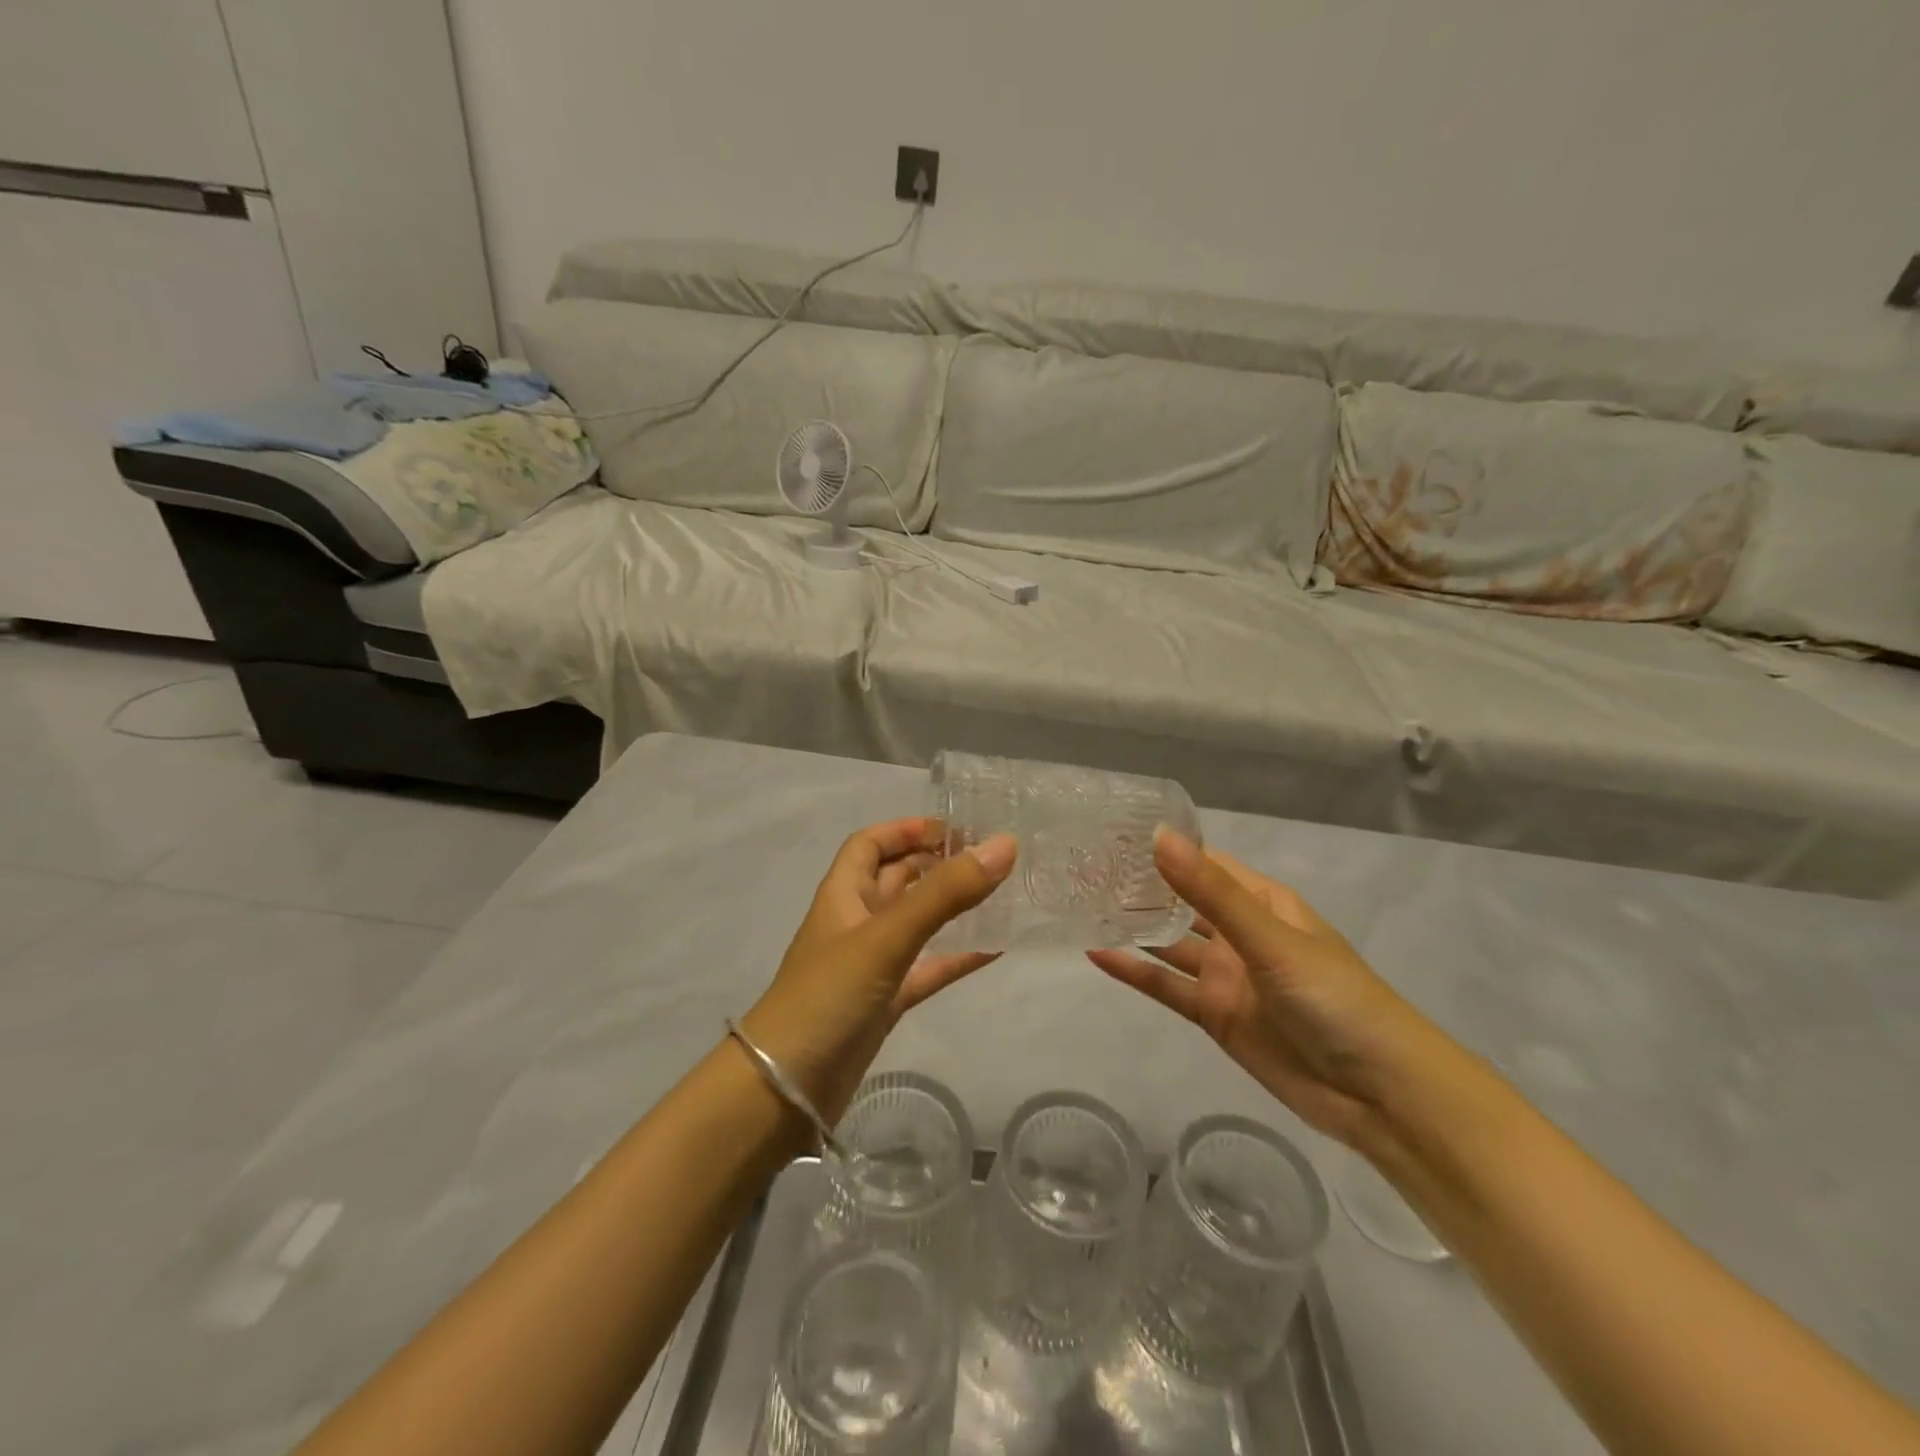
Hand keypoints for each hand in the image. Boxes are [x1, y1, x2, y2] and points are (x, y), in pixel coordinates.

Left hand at [741, 817, 1016, 1124]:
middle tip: (988, 859)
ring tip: (997, 894)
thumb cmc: (827, 997)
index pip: (870, 844)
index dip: (906, 830)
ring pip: (914, 923)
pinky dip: (954, 957)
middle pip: (896, 879)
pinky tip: (992, 952)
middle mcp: (855, 922)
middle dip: (935, 864)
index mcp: (843, 895)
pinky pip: (925, 969)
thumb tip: (1003, 845)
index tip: (955, 829)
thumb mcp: (886, 938)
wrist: (783, 1090)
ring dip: (948, 908)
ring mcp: (869, 965)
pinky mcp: (884, 1003)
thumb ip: (945, 893)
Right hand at [1088, 829, 1438, 1146]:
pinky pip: (1167, 987)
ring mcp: (1227, 976)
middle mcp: (1241, 933)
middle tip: (1085, 867)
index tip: (1114, 831)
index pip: (1206, 863)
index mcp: (1263, 903)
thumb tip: (1158, 836)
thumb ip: (1210, 892)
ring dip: (1134, 926)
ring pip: (1170, 943)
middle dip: (1142, 886)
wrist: (1379, 1094)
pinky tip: (1097, 954)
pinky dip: (1135, 972)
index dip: (1166, 847)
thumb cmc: (1334, 998)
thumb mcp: (1270, 938)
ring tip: (1083, 904)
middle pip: (1183, 902)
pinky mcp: (1216, 1015)